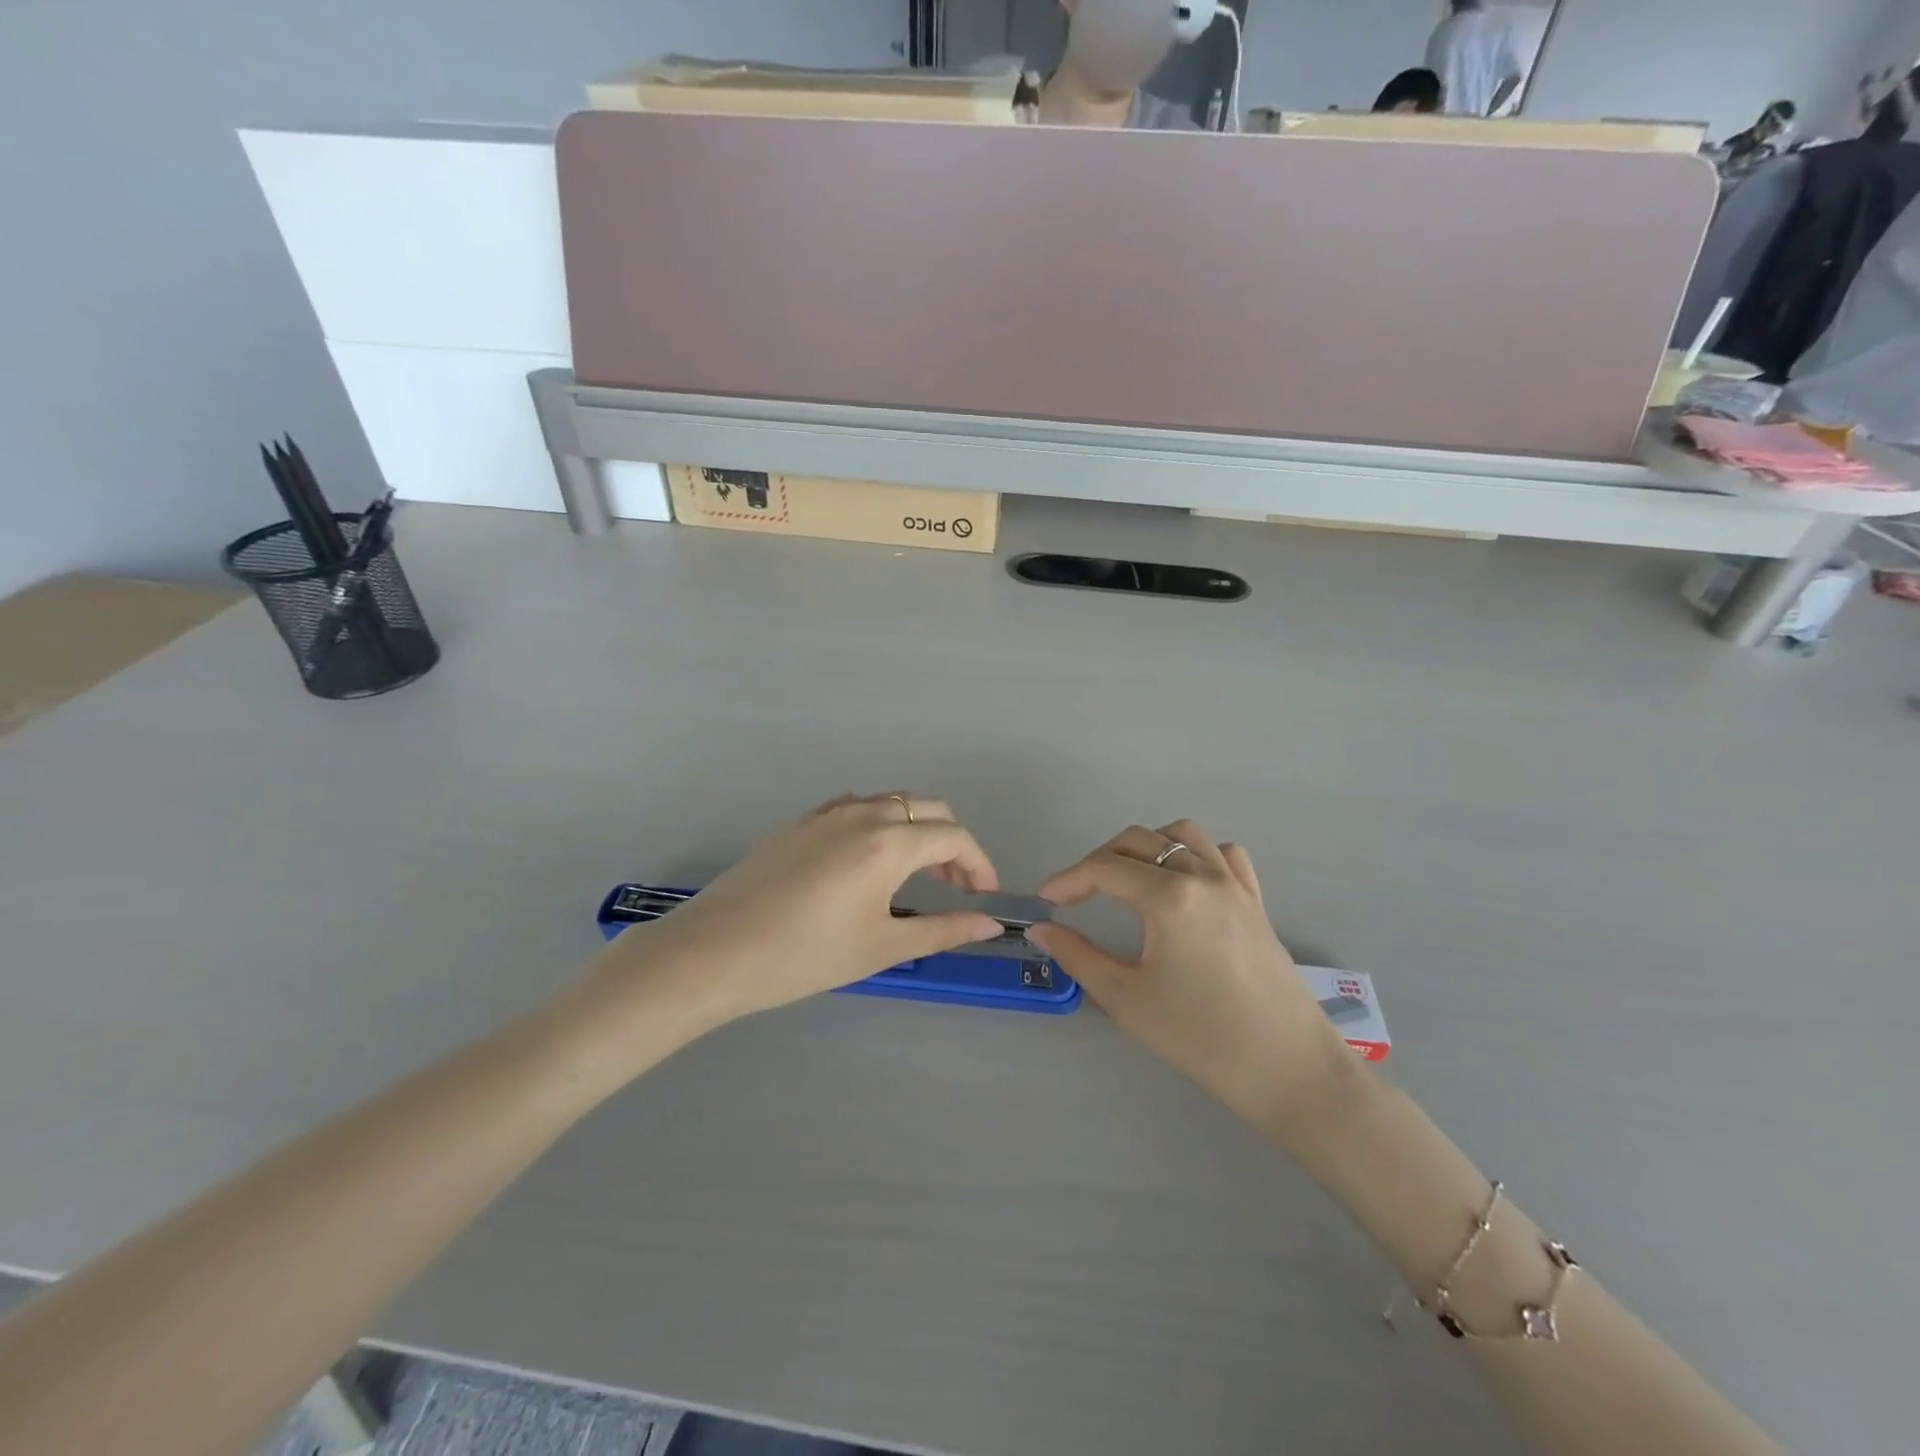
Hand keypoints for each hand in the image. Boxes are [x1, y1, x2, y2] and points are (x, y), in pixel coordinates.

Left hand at [591, 794, 1004, 1028]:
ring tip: (915, 876)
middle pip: (928, 809)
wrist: (715, 951)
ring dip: (916, 830)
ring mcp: (828, 813)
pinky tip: (868, 863)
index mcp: (889, 842)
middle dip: (952, 844)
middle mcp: (863, 813)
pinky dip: (881, 824)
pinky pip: (857, 807)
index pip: (954, 837)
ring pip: (892, 803)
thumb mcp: (882, 947)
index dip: (979, 864)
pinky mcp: (801, 822)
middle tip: (954, 887)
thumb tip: (990, 926)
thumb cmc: (805, 955)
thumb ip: (943, 930)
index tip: (984, 898)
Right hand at [1027, 821, 1353, 1134]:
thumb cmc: (1200, 1037)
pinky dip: (1194, 853)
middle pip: (1138, 841)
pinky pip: (1223, 853)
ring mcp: (1234, 884)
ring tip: (1126, 879)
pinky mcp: (1255, 901)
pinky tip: (1183, 881)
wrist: (1288, 1069)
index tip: (1045, 901)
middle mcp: (1201, 875)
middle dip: (1098, 860)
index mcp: (1168, 896)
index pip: (1103, 868)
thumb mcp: (1127, 999)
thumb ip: (1077, 956)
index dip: (1067, 879)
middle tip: (1077, 895)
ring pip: (1181, 835)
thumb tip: (1043, 929)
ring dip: (1145, 846)